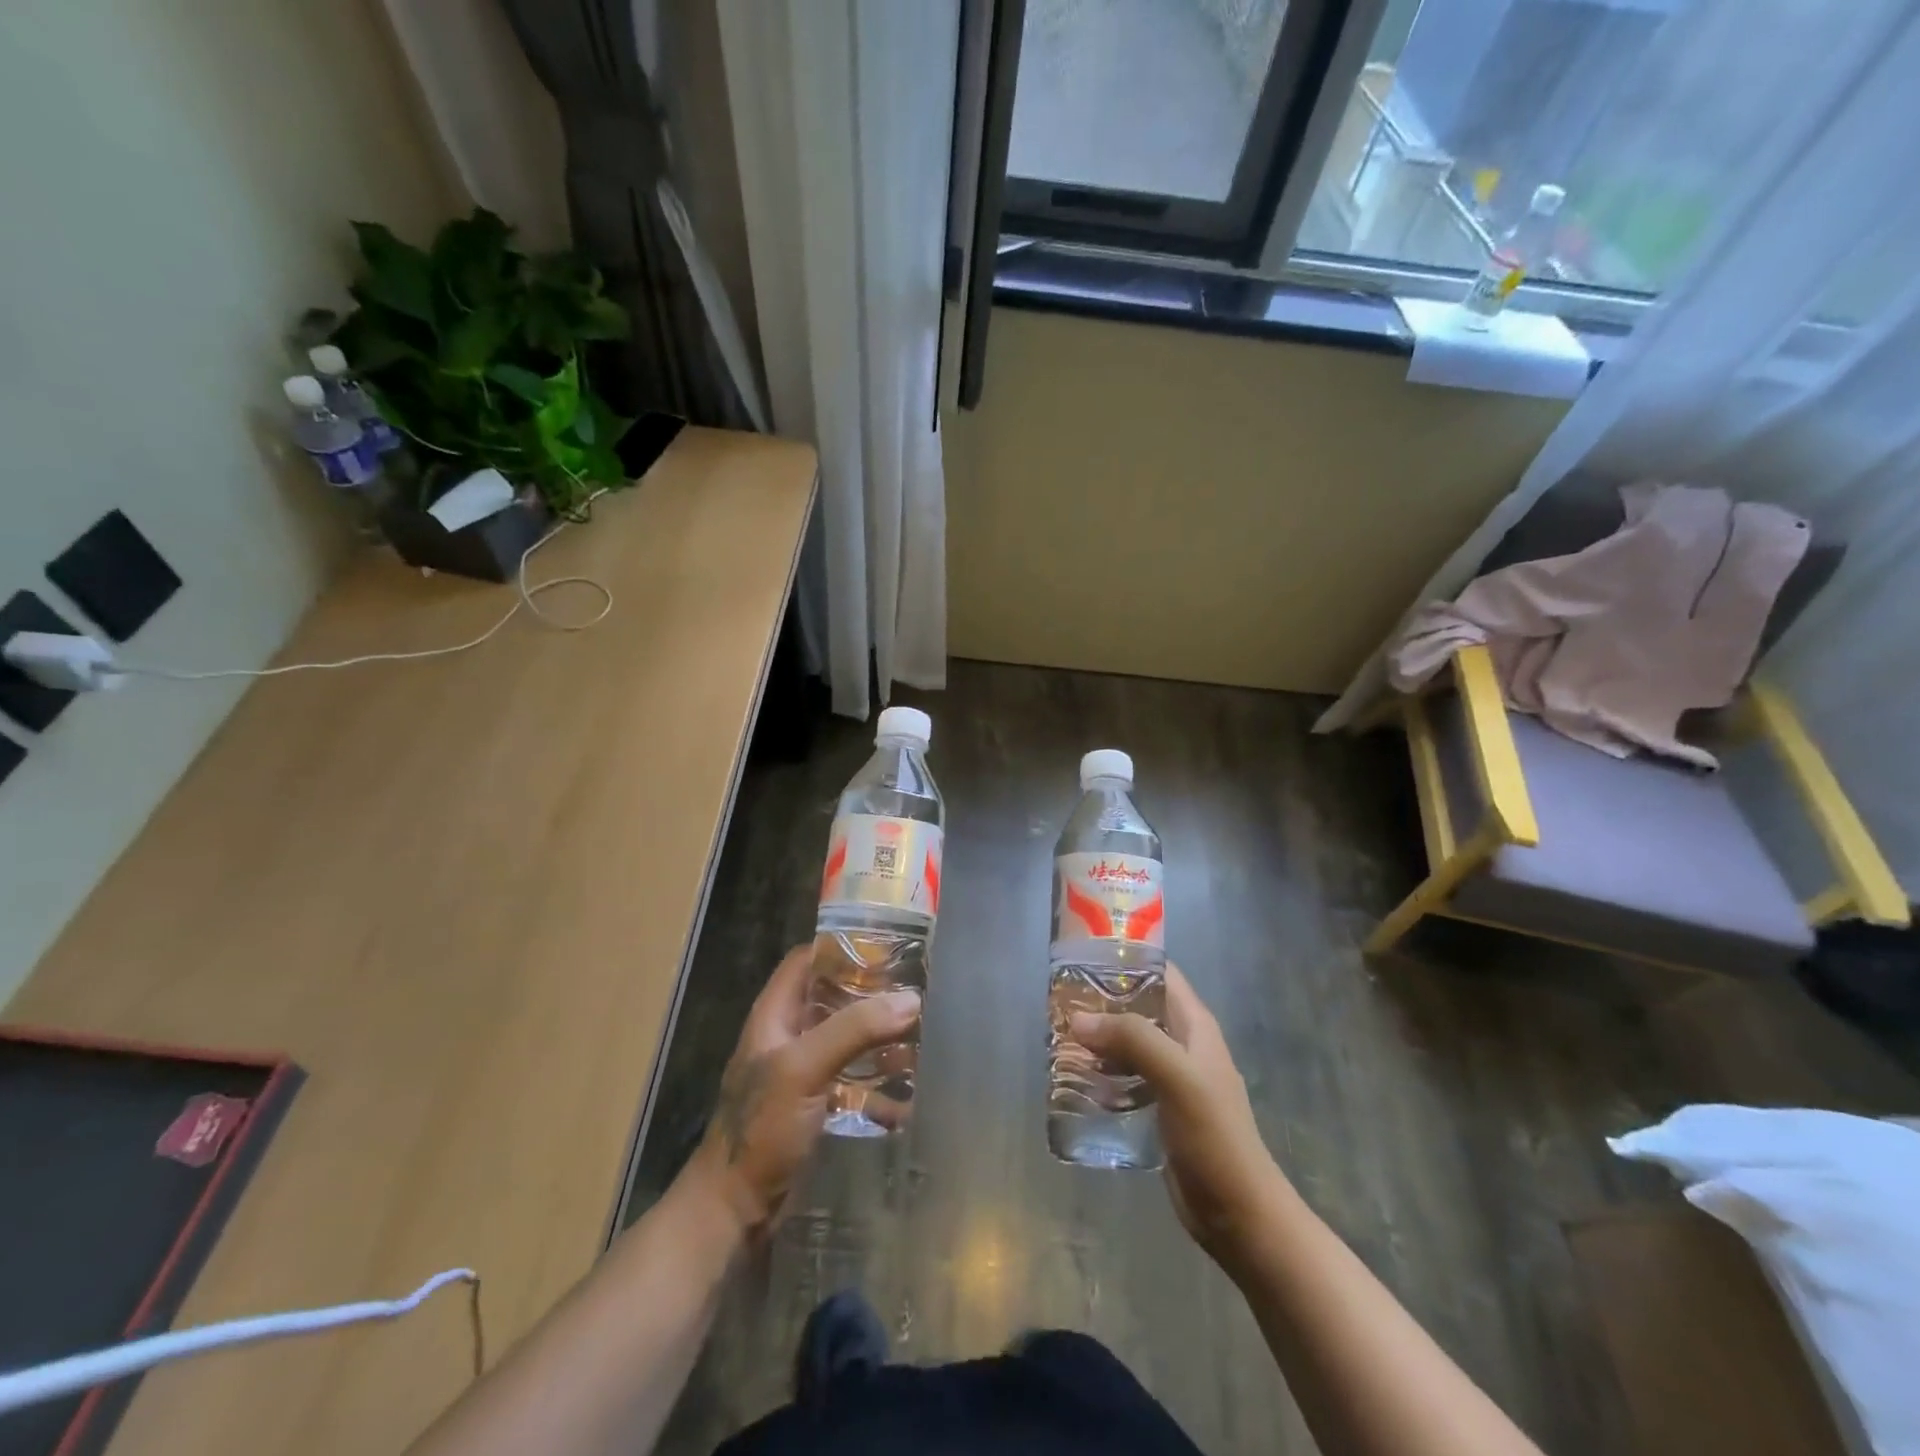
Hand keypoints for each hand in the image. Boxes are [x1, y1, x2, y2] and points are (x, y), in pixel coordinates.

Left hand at [685, 944, 919, 1232]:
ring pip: (848, 1041)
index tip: (887, 945)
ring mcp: (802, 1074)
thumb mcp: (804, 1067)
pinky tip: (911, 1091)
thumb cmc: (761, 1128)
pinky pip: (854, 1083)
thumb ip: (854, 1029)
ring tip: (923, 1035)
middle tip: (917, 990)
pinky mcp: (817, 1108)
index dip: (841, 947)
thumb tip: (911, 999)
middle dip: (873, 995)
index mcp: (775, 1015)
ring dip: (881, 1040)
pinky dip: (880, 1084)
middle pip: (834, 1000)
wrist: (735, 1211)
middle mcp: (789, 1036)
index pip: (807, 961)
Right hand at [1071, 965, 1284, 1263]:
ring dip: (1099, 1037)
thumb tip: (1078, 1018)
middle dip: (1102, 1000)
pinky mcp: (1161, 1108)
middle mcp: (1183, 1043)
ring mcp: (1173, 1077)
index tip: (1082, 956)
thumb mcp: (1177, 1077)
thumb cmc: (1214, 1136)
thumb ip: (1132, 1039)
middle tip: (1060, 1000)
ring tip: (1059, 1035)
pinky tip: (1077, 1078)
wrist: (1240, 1214)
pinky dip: (1103, 1071)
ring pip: (1130, 1042)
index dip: (1125, 958)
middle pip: (1139, 1006)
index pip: (1160, 972)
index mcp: (1195, 1025)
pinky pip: (1127, 1076)